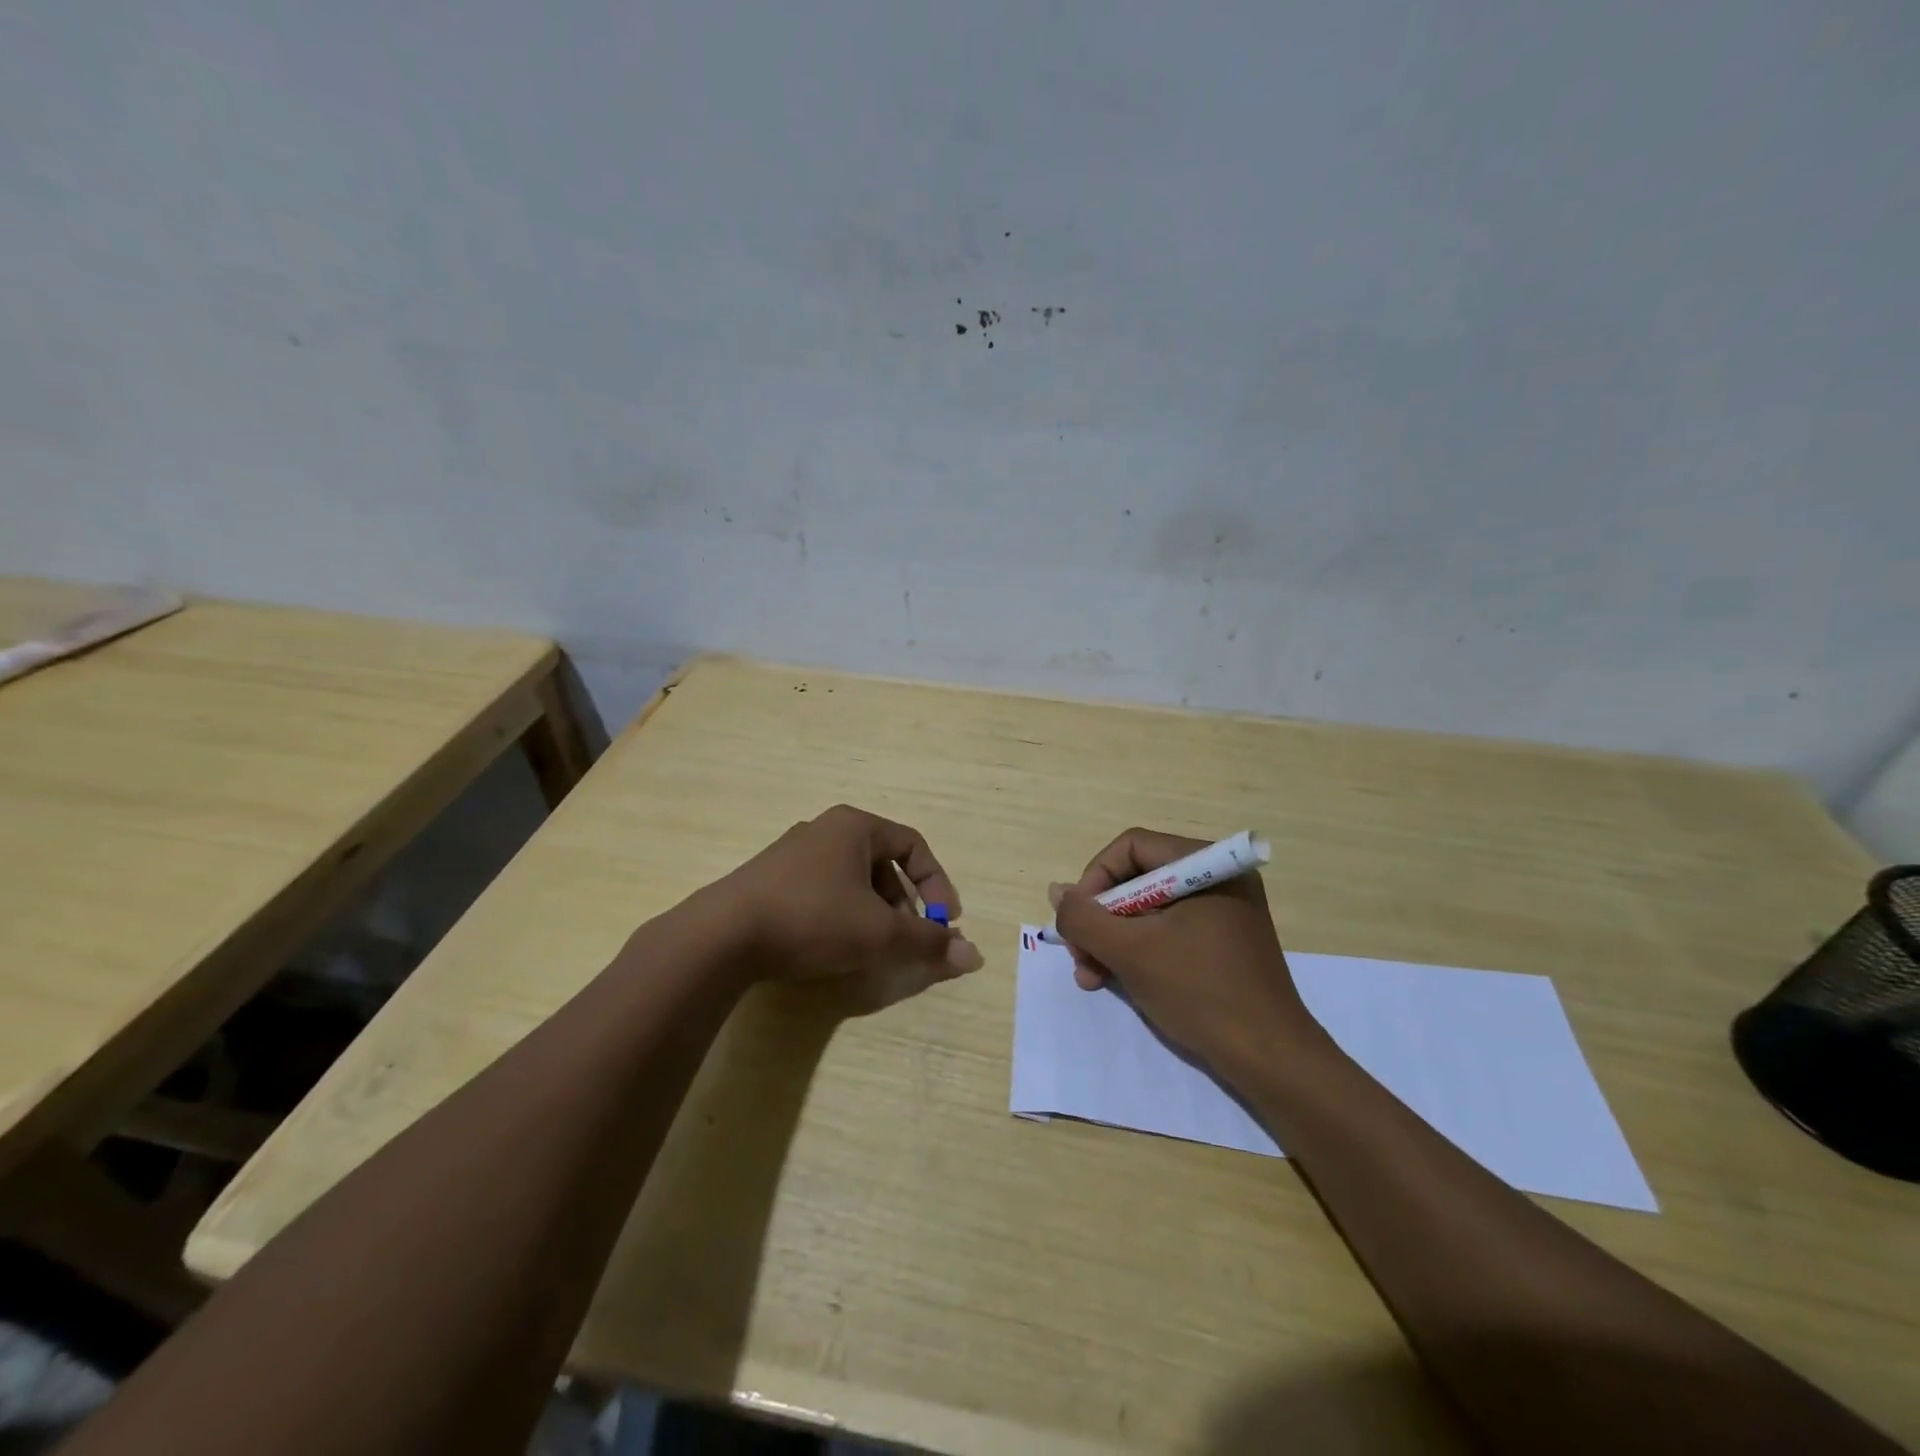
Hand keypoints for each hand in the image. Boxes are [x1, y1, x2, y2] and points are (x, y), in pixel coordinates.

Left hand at [718, 804, 983, 1008]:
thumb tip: (975, 956)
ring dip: (874, 912)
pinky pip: (823, 891)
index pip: (913, 845)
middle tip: (909, 938)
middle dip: (904, 904)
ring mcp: (793, 854)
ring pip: (852, 880)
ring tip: (873, 948)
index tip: (945, 921)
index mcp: (855, 826)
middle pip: (883, 863)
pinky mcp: (770, 879)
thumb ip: (928, 942)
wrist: (723, 935)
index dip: (937, 883)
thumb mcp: (879, 932)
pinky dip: (842, 915)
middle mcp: (825, 830)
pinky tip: (834, 947)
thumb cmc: (813, 918)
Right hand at [1050, 828, 1321, 1071]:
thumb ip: (1084, 917)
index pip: (1131, 848)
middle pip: (1137, 879)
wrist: (1269, 1059)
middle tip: (1079, 956)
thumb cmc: (1199, 992)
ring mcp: (1222, 912)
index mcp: (1206, 865)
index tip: (1078, 921)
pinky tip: (1115, 980)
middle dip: (1100, 919)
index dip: (1095, 879)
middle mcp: (1217, 878)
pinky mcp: (1222, 942)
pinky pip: (1167, 931)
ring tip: (1090, 977)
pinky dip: (1138, 951)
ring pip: (1147, 910)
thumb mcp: (1130, 952)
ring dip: (1112, 940)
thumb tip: (1057, 892)